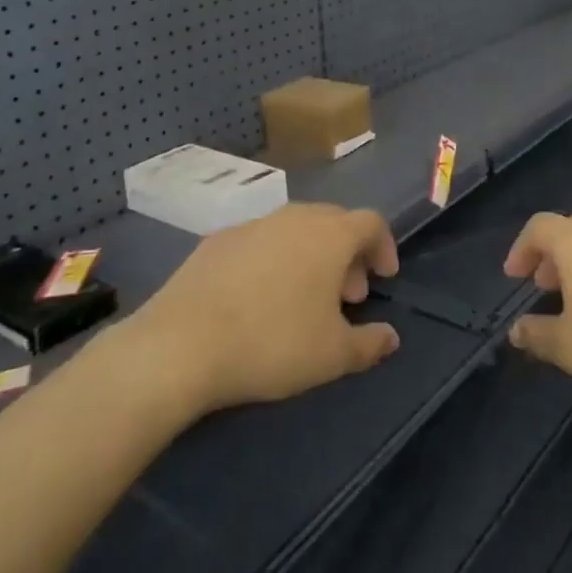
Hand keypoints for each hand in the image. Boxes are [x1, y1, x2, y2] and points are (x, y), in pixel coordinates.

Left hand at [131, 203, 401, 414]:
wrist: (180, 345)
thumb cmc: (272, 344)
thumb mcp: (332, 355)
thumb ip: (370, 343)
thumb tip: (391, 337)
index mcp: (330, 235)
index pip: (372, 222)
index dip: (384, 247)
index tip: (383, 279)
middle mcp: (294, 217)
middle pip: (334, 222)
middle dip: (348, 254)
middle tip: (347, 296)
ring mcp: (252, 225)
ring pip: (295, 229)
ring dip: (310, 256)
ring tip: (303, 299)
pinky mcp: (216, 241)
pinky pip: (260, 242)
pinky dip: (273, 260)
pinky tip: (258, 298)